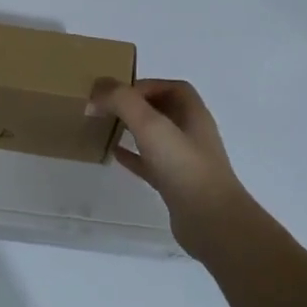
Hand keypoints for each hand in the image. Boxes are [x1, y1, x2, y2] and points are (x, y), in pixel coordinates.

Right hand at [89, 79, 252, 251]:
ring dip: (133, 130)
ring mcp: (185, 161)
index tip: (117, 93)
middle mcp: (192, 134)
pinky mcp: (175, 185)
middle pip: (164, 110)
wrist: (210, 221)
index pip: (172, 88)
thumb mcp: (151, 125)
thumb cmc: (183, 167)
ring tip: (107, 127)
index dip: (146, 85)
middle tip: (107, 108)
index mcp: (193, 114)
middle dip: (136, 106)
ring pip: (156, 137)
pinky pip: (150, 164)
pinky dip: (133, 156)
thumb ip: (123, 101)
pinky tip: (114, 155)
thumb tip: (97, 92)